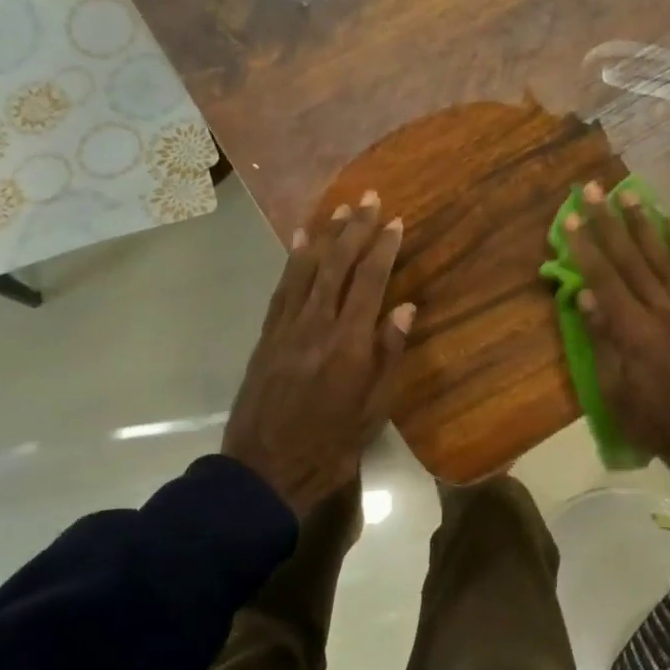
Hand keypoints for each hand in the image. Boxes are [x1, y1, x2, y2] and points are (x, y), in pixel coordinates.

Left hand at [223, 192, 414, 516]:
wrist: (265, 471)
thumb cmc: (331, 445)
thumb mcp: (374, 409)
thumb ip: (389, 354)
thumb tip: (404, 307)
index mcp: (349, 343)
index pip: (370, 282)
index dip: (383, 248)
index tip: (395, 221)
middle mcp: (316, 325)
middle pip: (337, 265)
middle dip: (355, 229)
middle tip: (369, 199)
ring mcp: (287, 327)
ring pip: (307, 269)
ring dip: (324, 236)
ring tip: (339, 209)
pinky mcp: (267, 335)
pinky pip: (282, 288)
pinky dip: (293, 261)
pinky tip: (300, 242)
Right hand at [565, 181, 669, 465]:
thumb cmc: (650, 418)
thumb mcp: (614, 388)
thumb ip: (602, 338)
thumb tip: (585, 295)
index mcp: (634, 330)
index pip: (604, 278)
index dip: (586, 247)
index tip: (572, 218)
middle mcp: (662, 310)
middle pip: (631, 258)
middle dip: (609, 222)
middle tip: (595, 189)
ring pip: (664, 258)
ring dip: (645, 223)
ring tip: (631, 193)